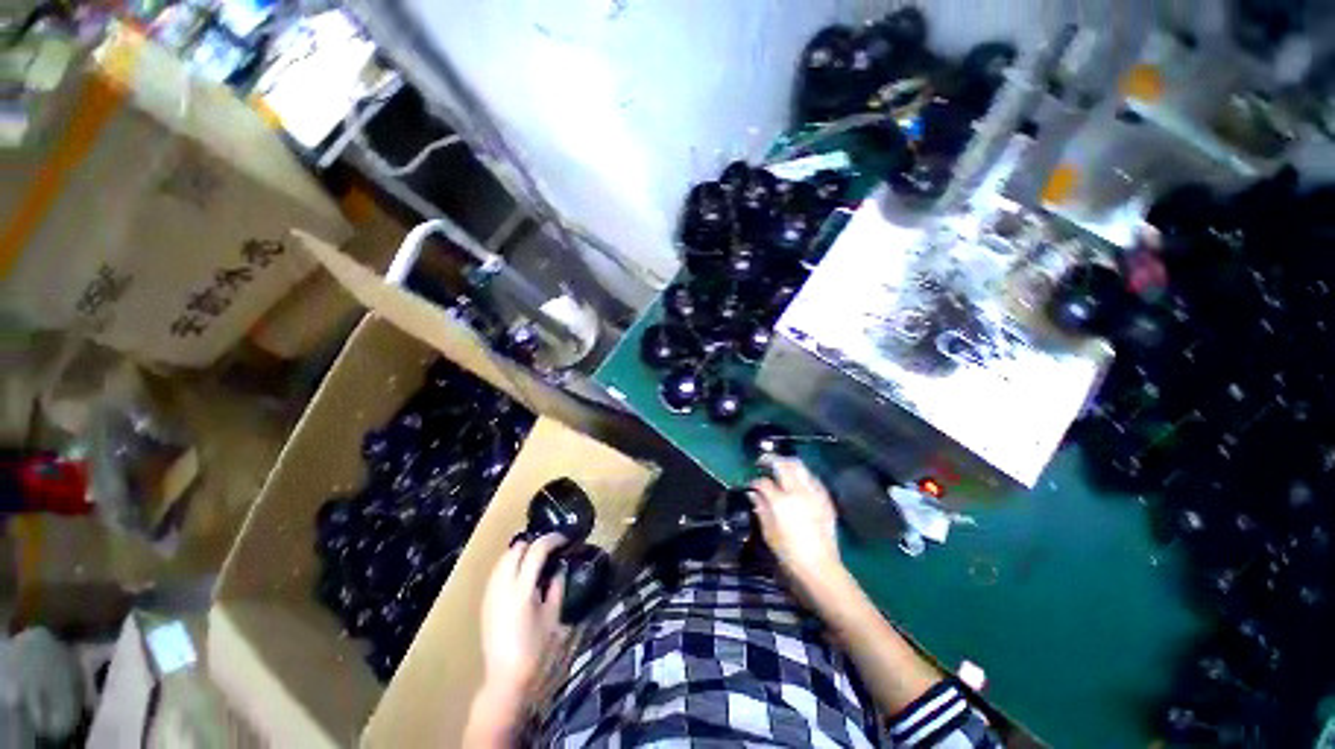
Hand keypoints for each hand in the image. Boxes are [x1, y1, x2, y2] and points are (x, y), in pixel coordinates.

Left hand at [478, 533, 566, 698]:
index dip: (552, 540)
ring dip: (521, 552)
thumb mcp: (552, 617)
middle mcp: (502, 586)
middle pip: (516, 549)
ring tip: (538, 558)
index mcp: (521, 590)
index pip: (536, 550)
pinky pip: (498, 571)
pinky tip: (523, 574)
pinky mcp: (485, 601)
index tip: (564, 539)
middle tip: (551, 548)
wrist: (505, 679)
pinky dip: (511, 564)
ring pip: (504, 558)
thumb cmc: (534, 650)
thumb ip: (556, 587)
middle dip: (535, 543)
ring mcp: (491, 593)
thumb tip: (559, 568)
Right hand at [750, 458, 842, 584]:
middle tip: (763, 461)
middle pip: (784, 464)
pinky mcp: (825, 499)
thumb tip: (754, 494)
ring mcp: (814, 494)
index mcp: (781, 501)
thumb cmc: (789, 554)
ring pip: (800, 467)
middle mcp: (798, 492)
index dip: (755, 482)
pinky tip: (799, 479)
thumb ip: (761, 509)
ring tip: (780, 466)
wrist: (820, 567)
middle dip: (771, 459)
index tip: (751, 485)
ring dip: (788, 463)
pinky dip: (803, 474)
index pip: (764, 482)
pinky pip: (813, 478)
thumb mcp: (769, 533)